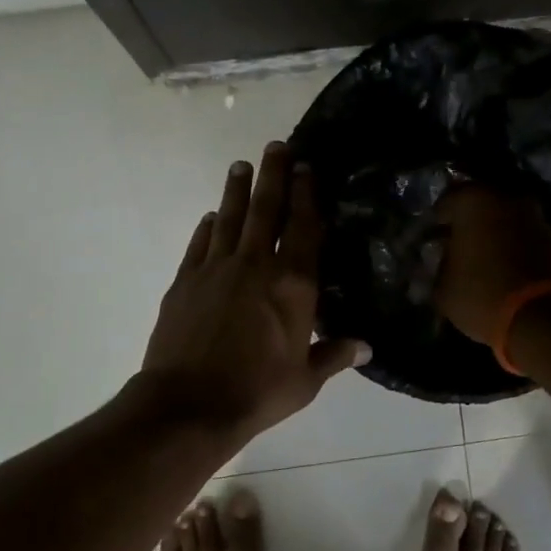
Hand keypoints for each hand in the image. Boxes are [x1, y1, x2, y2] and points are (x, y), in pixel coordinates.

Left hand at [140, 142, 368, 447]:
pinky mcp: (185, 280)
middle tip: (276, 146)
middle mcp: (256, 265)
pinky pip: (200, 244)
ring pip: (230, 217)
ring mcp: (216, 269)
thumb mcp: (305, 380)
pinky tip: (212, 217)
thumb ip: (334, 355)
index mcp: (293, 285)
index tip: (307, 167)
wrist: (188, 405)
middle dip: (273, 175)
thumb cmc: (257, 392)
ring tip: (241, 165)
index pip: (304, 228)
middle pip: (266, 209)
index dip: (307, 194)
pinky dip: (208, 227)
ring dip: (237, 190)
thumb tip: (366, 347)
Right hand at [432, 186, 550, 346]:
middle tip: (456, 249)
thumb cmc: (482, 295)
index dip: (436, 223)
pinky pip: (527, 239)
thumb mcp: (443, 289)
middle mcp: (508, 199)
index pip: (445, 203)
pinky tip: (507, 272)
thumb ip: (438, 268)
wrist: (546, 319)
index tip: (432, 241)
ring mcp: (538, 218)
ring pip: (507, 221)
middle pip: (480, 207)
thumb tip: (441, 262)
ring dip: (495, 237)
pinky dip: (516, 250)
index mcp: (474, 201)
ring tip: (482, 263)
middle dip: (468, 226)